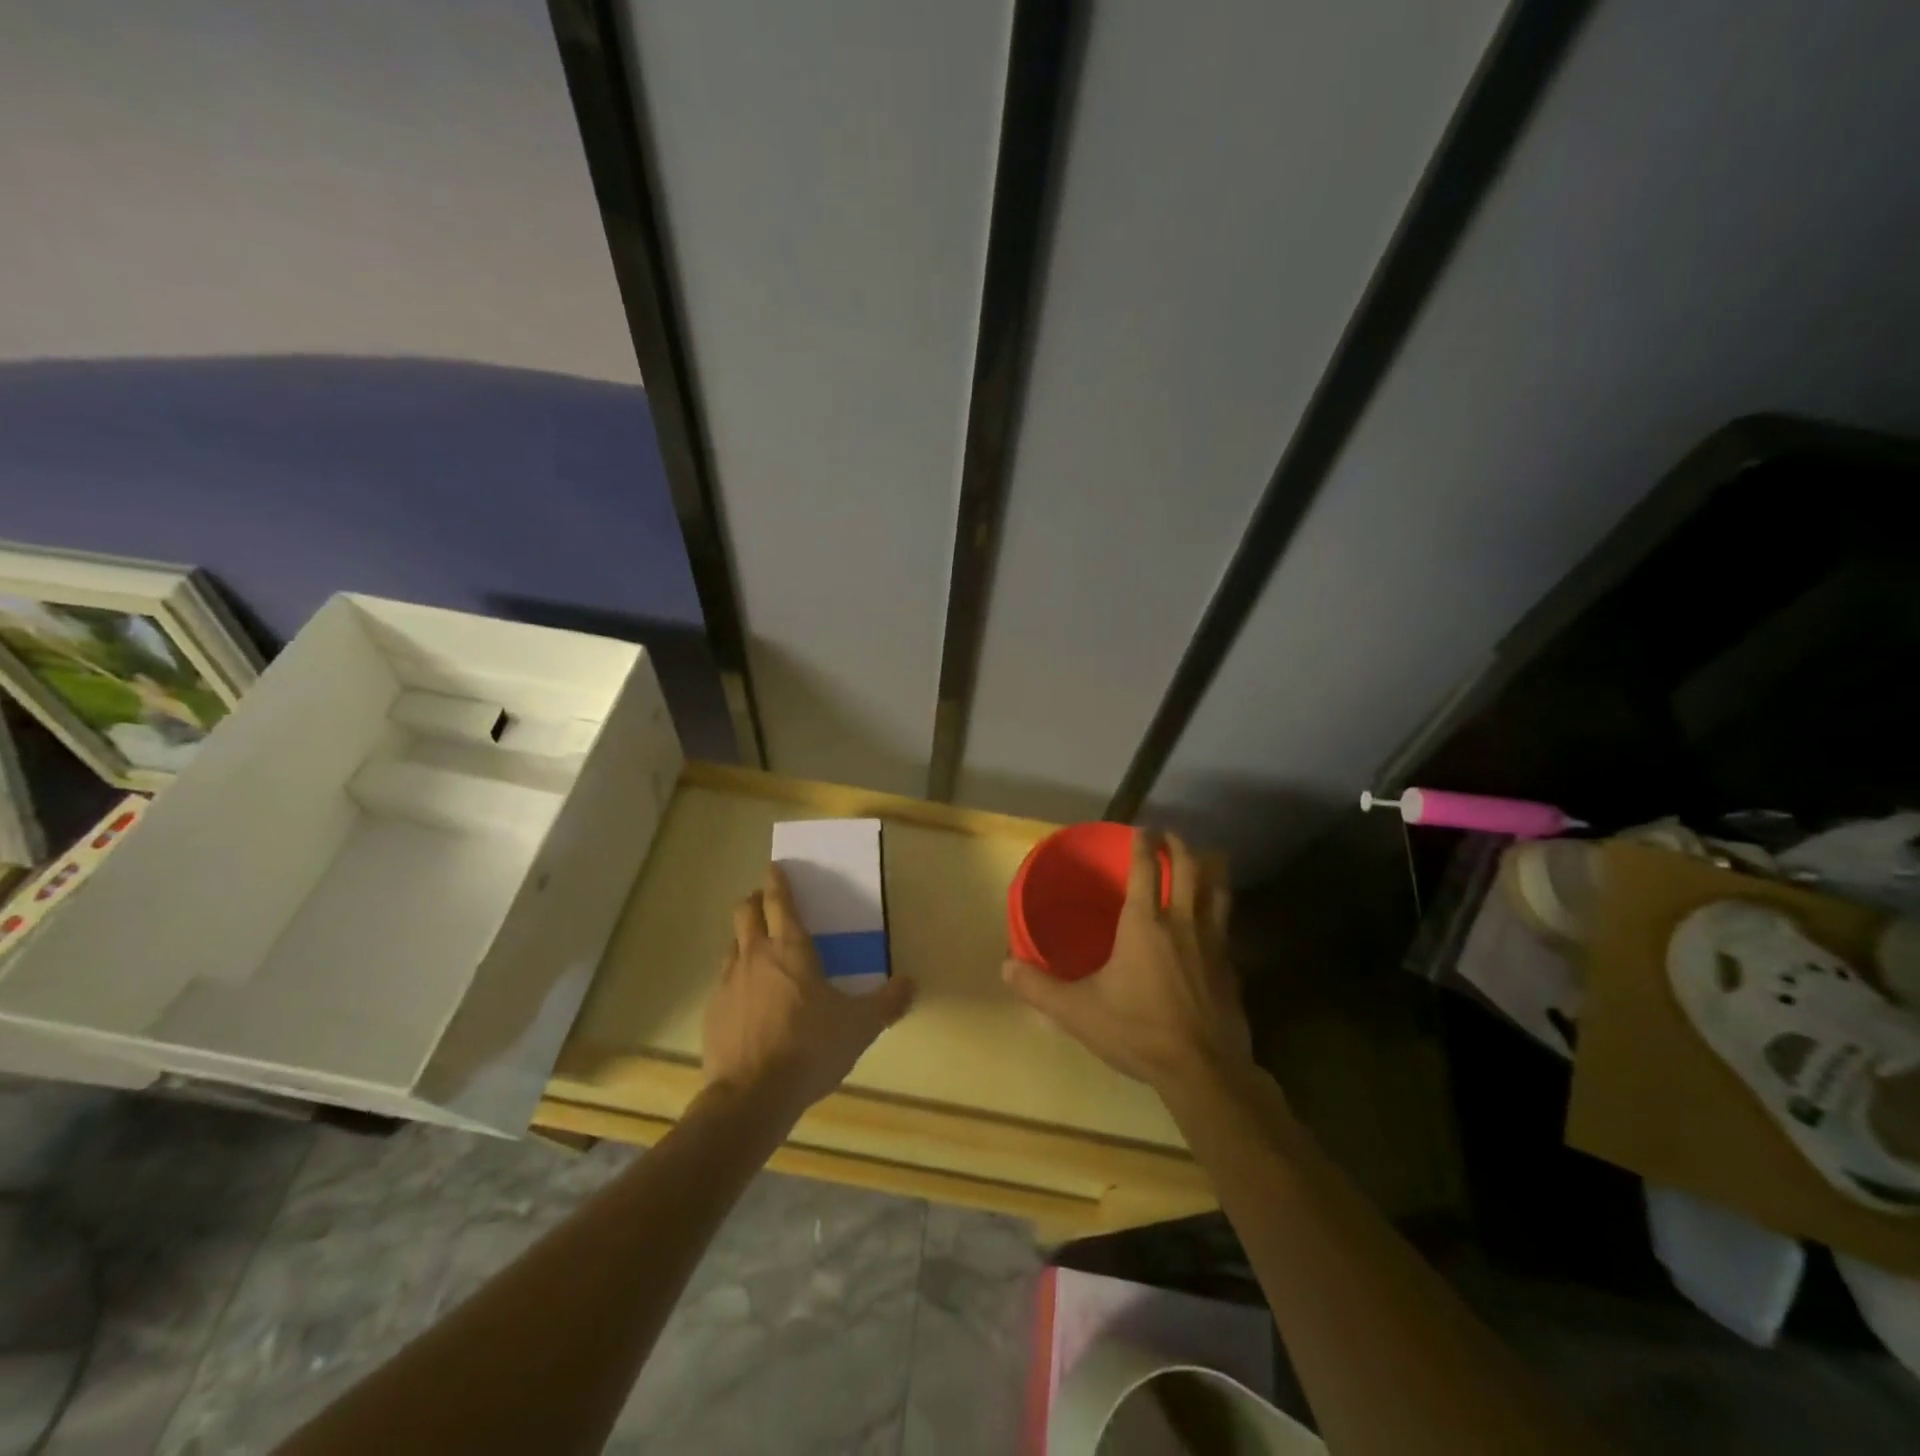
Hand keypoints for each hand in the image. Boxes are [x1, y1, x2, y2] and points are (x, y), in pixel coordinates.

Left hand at [703, 864, 914, 1119]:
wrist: (751, 1096)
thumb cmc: (810, 1048)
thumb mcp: (859, 1026)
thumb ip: (886, 1002)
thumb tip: (910, 983)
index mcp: (791, 949)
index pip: (779, 901)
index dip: (777, 881)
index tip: (775, 867)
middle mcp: (755, 955)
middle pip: (745, 911)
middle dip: (754, 900)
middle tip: (766, 903)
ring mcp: (727, 983)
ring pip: (731, 944)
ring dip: (744, 939)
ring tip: (759, 952)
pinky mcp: (712, 1012)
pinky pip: (723, 982)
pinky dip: (736, 979)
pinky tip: (749, 1001)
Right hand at [1003, 830, 1252, 1099]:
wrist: (1203, 1071)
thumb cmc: (1137, 1031)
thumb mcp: (1078, 1012)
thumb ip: (1039, 987)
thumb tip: (1006, 966)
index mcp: (1144, 923)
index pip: (1146, 868)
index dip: (1144, 843)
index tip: (1141, 828)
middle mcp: (1182, 922)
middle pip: (1189, 868)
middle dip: (1179, 845)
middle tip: (1169, 836)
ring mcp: (1213, 943)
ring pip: (1219, 890)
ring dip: (1211, 868)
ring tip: (1206, 858)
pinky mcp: (1231, 967)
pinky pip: (1226, 925)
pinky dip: (1220, 910)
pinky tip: (1214, 921)